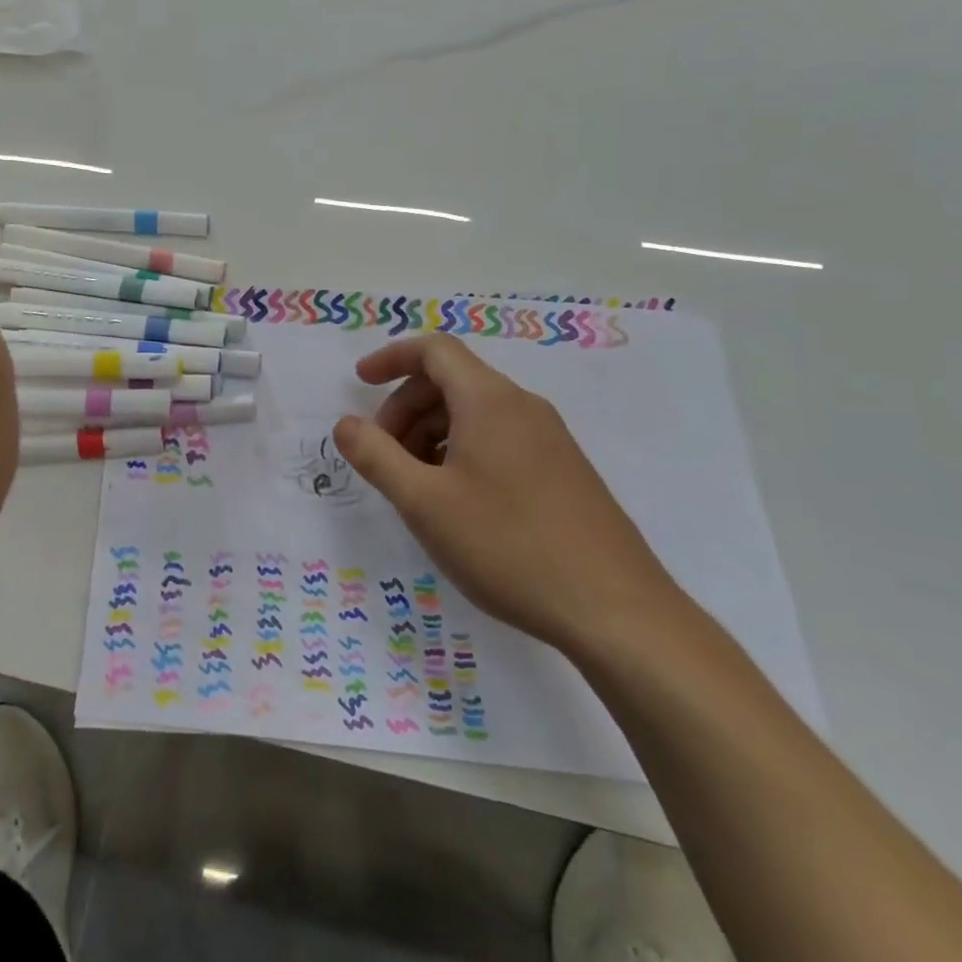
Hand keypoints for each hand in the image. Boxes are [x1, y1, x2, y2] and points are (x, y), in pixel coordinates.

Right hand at [332, 334, 678, 653]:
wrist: (616, 611)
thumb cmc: (508, 546)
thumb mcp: (424, 503)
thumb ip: (375, 456)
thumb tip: (345, 424)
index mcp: (489, 400)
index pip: (434, 350)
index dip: (391, 358)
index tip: (359, 383)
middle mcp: (522, 407)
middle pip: (451, 381)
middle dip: (405, 408)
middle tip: (383, 456)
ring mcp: (549, 439)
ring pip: (475, 413)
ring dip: (432, 434)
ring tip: (416, 486)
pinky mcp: (564, 471)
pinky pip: (499, 439)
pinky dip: (462, 451)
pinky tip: (457, 503)